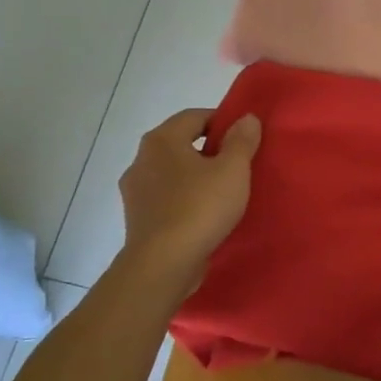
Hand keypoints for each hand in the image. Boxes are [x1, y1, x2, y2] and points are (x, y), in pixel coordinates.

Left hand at [118, 108, 260, 295]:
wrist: (163, 264)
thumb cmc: (200, 207)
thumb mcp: (233, 170)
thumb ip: (241, 140)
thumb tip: (246, 118)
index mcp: (162, 140)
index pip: (195, 116)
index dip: (222, 122)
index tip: (244, 138)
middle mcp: (141, 159)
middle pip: (181, 143)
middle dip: (209, 150)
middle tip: (237, 164)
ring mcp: (134, 190)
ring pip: (172, 172)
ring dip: (195, 176)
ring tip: (222, 192)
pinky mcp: (136, 218)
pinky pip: (166, 198)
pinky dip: (184, 199)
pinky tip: (203, 214)